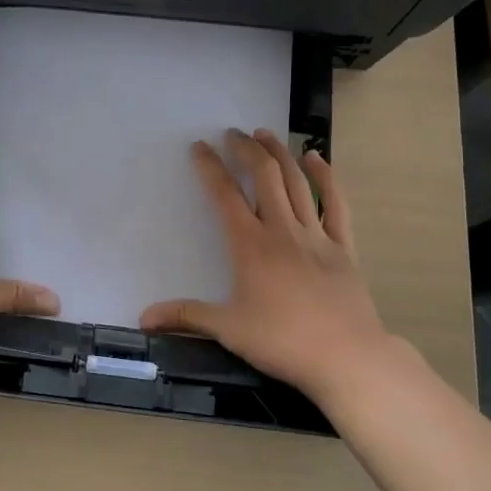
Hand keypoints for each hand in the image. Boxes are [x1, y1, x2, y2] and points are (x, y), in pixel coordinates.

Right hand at [140, 129, 423, 403]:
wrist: (346, 356)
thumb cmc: (282, 341)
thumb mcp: (228, 329)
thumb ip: (186, 316)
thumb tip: (143, 317)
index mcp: (250, 245)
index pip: (225, 195)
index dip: (210, 167)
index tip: (199, 147)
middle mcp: (282, 230)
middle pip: (264, 176)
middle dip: (246, 149)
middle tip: (233, 133)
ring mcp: (316, 235)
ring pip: (297, 182)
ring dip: (280, 154)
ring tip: (265, 134)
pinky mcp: (343, 247)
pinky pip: (335, 204)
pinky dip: (326, 178)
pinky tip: (316, 159)